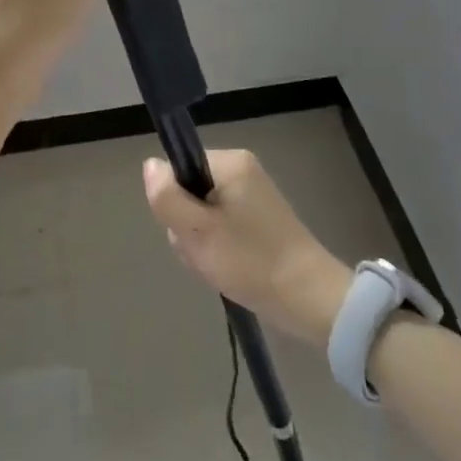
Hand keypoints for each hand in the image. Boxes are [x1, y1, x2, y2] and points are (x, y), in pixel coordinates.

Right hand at [143, 149, 350, 345]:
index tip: (187, 230)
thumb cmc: (250, 261)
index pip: (179, 168)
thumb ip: (167, 197)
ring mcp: (253, 194)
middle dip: (188, 227)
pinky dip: (219, 248)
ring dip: (202, 242)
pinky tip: (228, 270)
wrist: (309, 298)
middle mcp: (242, 170)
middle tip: (204, 254)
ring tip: (217, 266)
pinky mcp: (260, 218)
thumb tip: (150, 165)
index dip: (174, 201)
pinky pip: (223, 225)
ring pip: (204, 213)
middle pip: (191, 191)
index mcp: (230, 162)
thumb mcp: (197, 232)